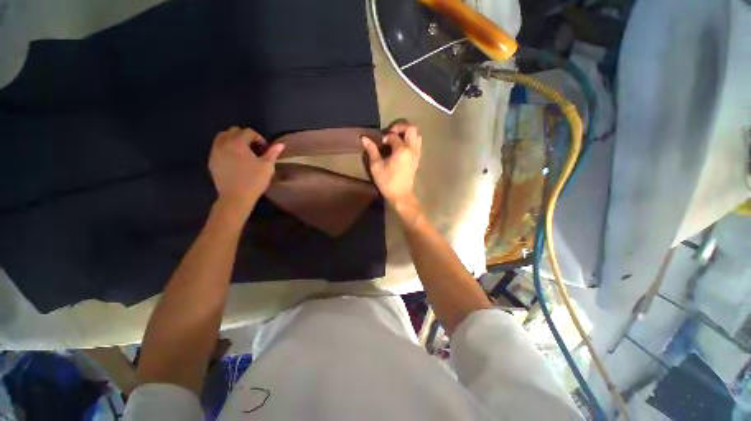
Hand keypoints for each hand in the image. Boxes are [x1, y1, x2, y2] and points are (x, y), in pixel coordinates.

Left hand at [208, 126, 283, 216]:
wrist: (236, 197)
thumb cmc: (254, 181)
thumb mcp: (267, 166)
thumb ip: (272, 153)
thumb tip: (280, 144)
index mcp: (238, 143)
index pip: (248, 132)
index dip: (259, 138)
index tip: (265, 148)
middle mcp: (224, 143)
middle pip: (233, 131)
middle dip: (245, 136)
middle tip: (254, 148)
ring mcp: (215, 152)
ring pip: (222, 137)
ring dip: (233, 140)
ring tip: (242, 151)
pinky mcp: (212, 160)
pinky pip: (217, 147)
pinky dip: (226, 147)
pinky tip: (234, 159)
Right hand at [361, 121, 421, 207]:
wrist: (400, 195)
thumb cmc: (387, 181)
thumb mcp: (376, 166)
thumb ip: (371, 150)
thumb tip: (363, 138)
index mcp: (402, 149)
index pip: (394, 136)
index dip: (386, 137)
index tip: (380, 143)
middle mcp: (412, 149)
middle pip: (412, 129)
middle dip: (401, 127)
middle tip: (391, 133)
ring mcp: (417, 154)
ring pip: (417, 136)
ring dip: (408, 133)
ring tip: (397, 139)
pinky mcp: (417, 160)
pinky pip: (418, 144)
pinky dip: (411, 141)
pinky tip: (402, 147)